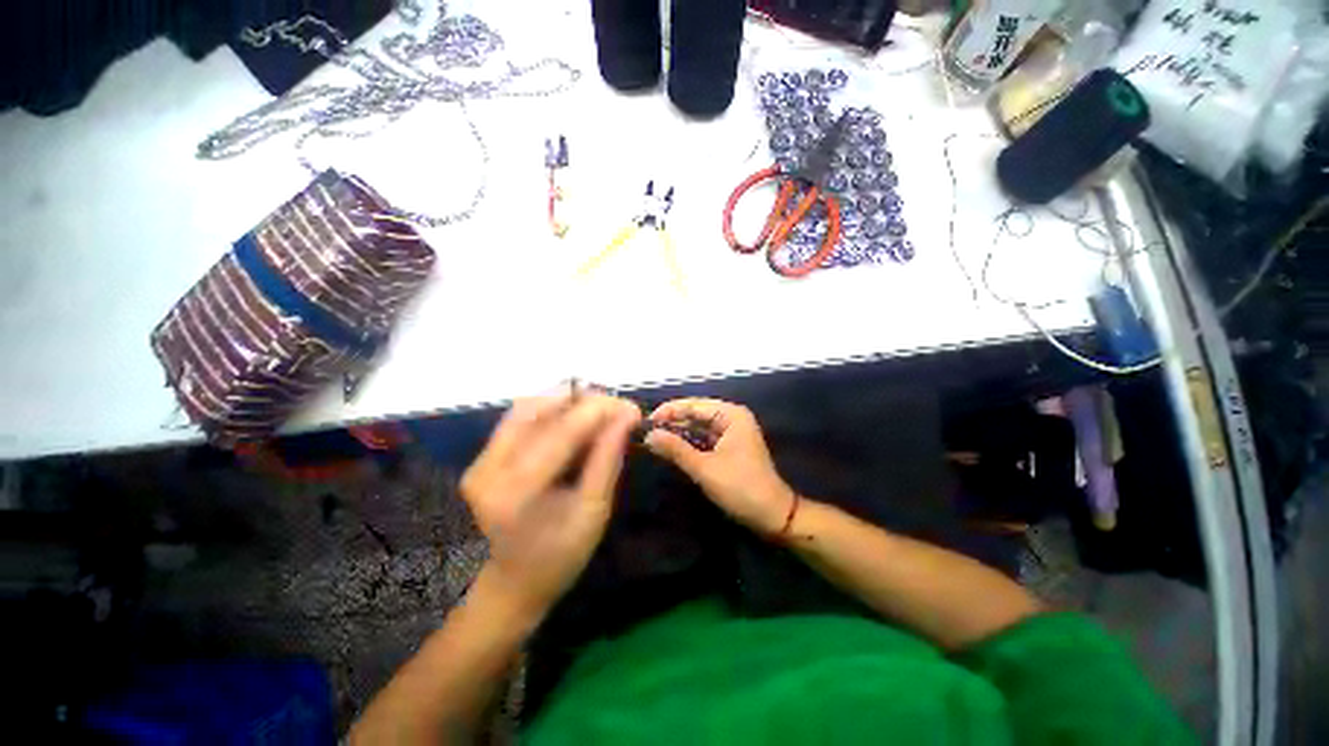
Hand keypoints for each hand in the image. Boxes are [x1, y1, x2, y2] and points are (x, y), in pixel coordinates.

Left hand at [460, 392, 640, 614]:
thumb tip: (626, 416)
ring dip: (568, 401)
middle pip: (539, 412)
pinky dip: (552, 409)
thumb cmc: (562, 554)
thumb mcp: (595, 510)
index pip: (560, 433)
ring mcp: (480, 461)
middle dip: (585, 402)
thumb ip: (608, 457)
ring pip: (528, 407)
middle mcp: (489, 470)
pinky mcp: (483, 456)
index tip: (630, 406)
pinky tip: (576, 415)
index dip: (598, 412)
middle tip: (618, 407)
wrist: (516, 580)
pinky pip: (521, 417)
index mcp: (516, 493)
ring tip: (601, 409)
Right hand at [645, 398, 795, 534]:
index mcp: (731, 415)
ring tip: (653, 439)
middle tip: (646, 432)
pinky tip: (671, 448)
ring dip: (679, 433)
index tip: (645, 422)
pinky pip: (704, 439)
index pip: (693, 405)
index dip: (669, 411)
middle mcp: (732, 418)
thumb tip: (648, 435)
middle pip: (696, 414)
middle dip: (672, 422)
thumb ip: (676, 449)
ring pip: (699, 427)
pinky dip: (689, 443)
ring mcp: (732, 433)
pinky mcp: (729, 448)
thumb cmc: (740, 487)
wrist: (772, 515)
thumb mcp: (704, 468)